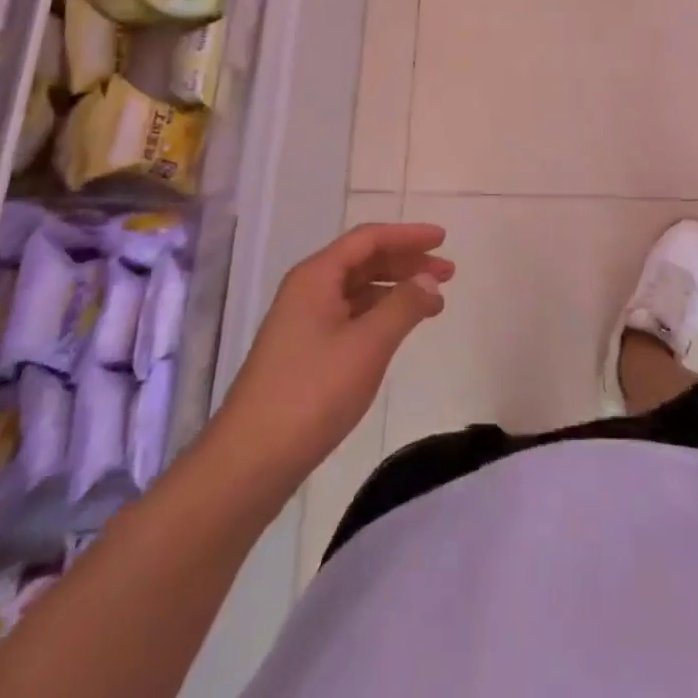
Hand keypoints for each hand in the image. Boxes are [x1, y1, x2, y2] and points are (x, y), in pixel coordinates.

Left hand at [217, 223, 452, 494]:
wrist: (250, 462)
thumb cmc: (312, 393)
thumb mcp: (367, 345)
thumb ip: (403, 306)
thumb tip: (429, 279)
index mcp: (316, 276)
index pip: (368, 239)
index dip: (408, 235)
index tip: (443, 238)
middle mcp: (307, 290)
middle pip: (364, 261)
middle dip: (407, 262)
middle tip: (448, 272)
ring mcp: (303, 322)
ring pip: (358, 290)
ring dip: (396, 289)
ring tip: (433, 303)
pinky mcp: (304, 352)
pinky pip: (350, 315)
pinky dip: (380, 314)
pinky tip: (399, 328)